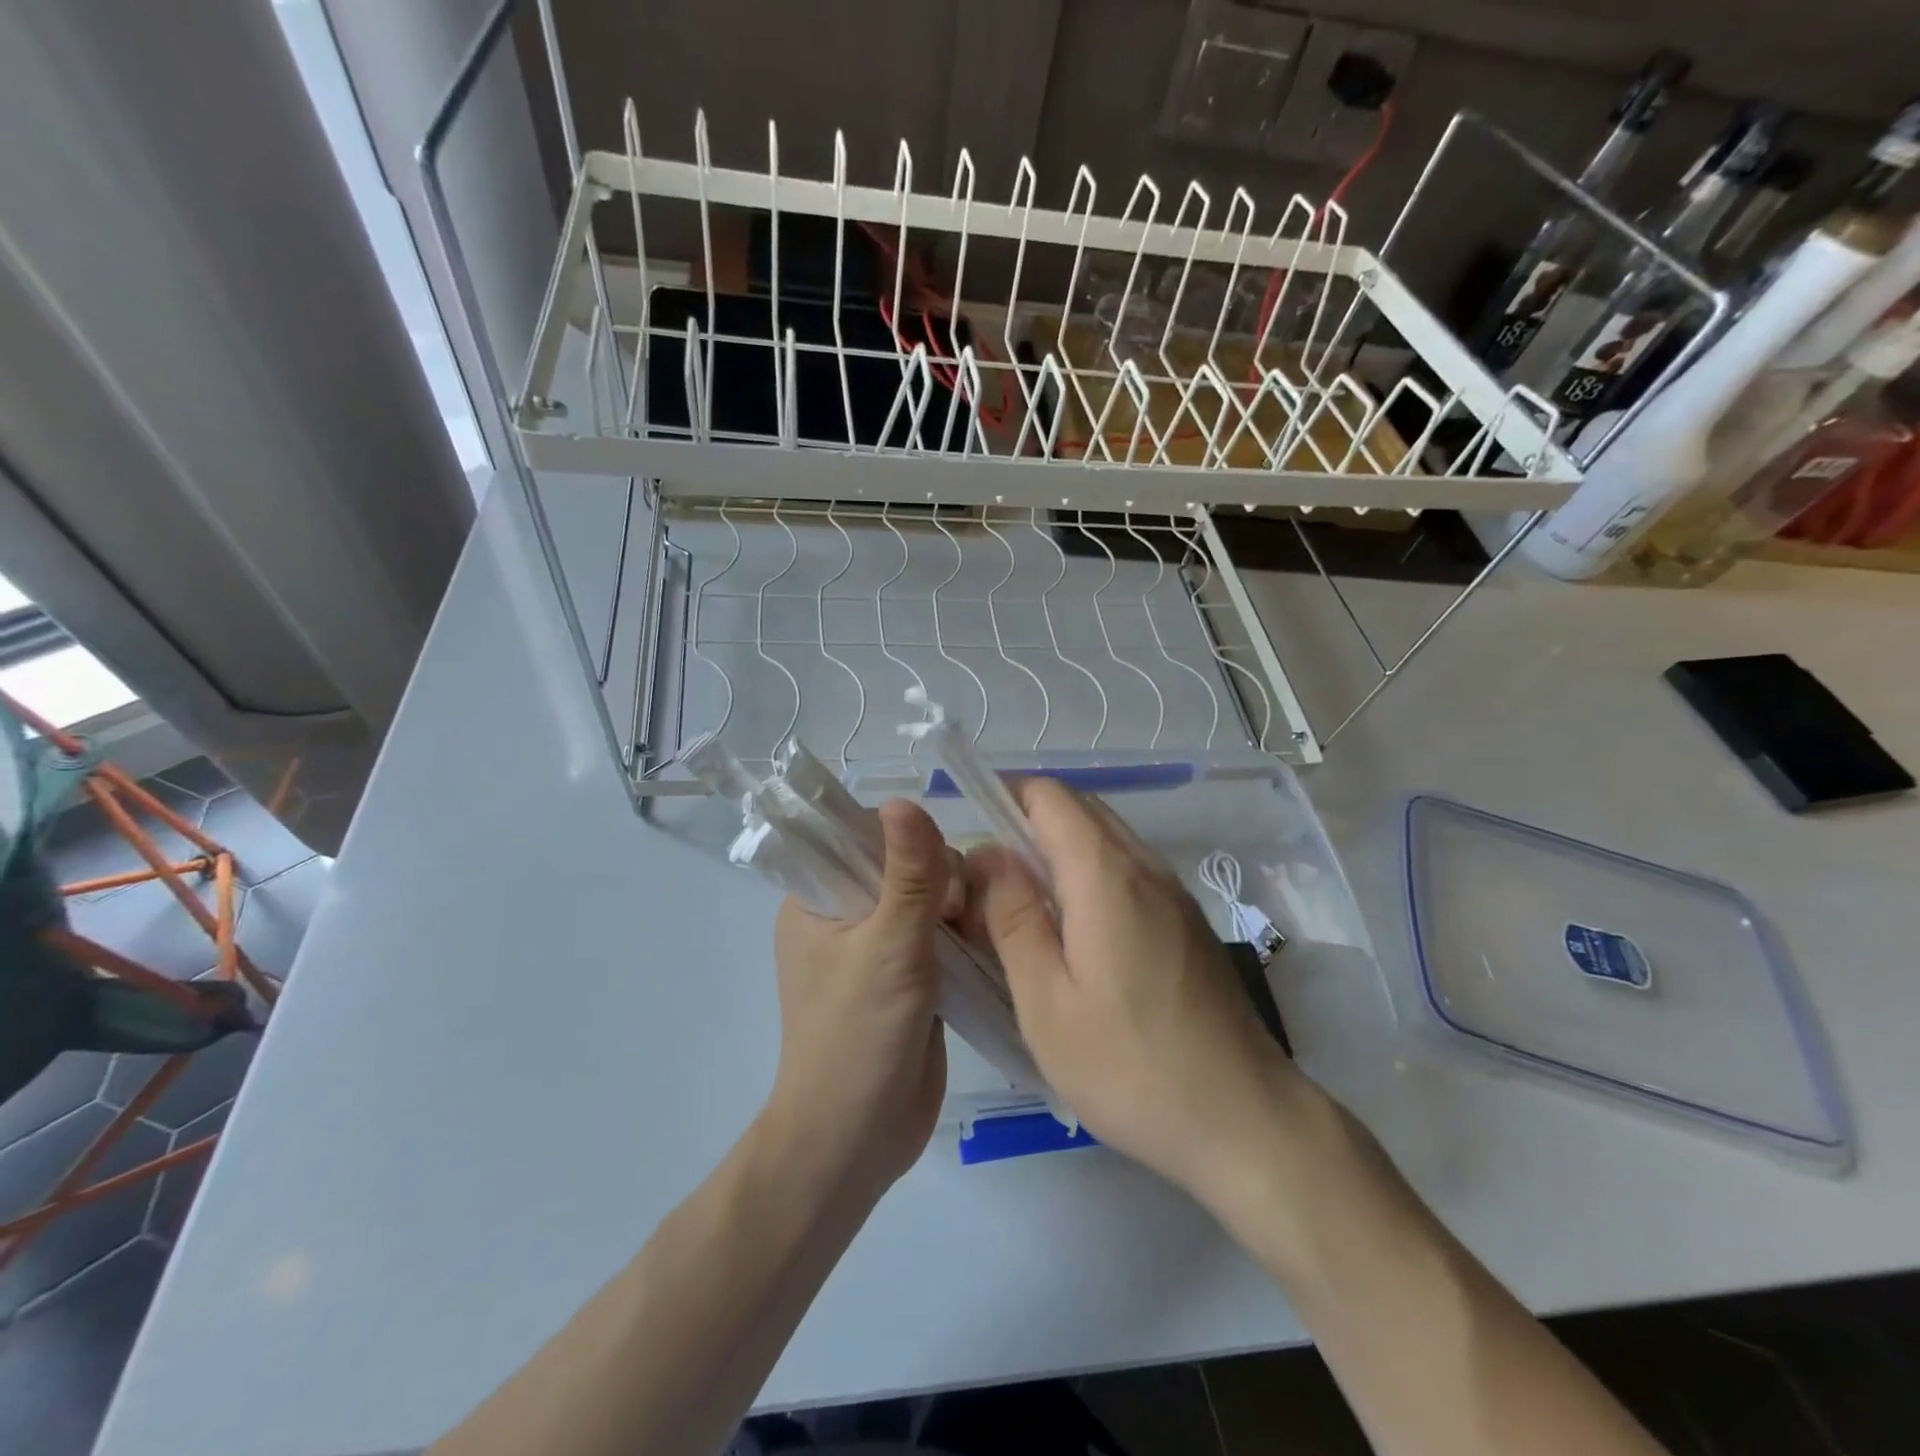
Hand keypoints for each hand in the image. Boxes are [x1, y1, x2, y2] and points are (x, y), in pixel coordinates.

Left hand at [765, 800, 952, 1195]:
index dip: (903, 838)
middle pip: (902, 864)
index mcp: (816, 899)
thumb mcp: (888, 947)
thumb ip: (907, 874)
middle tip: (956, 914)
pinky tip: (990, 939)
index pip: (860, 835)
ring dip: (957, 906)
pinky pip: (940, 934)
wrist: (857, 1140)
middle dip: (939, 878)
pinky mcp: (910, 976)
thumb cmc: (857, 1037)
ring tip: (978, 929)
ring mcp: (878, 947)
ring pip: (927, 899)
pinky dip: (964, 933)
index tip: (934, 868)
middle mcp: (845, 915)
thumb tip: (905, 800)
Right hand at [967, 778, 1308, 1202]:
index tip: (967, 831)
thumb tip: (987, 854)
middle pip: (1080, 808)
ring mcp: (1173, 893)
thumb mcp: (1046, 1002)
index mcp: (1105, 874)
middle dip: (1026, 821)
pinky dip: (1089, 873)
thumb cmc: (1131, 1066)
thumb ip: (1012, 918)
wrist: (1246, 1121)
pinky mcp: (1187, 921)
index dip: (1003, 796)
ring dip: (1058, 848)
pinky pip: (1128, 869)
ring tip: (1019, 902)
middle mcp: (1144, 866)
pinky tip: (1071, 930)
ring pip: (1106, 838)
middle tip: (985, 874)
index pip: (1049, 795)